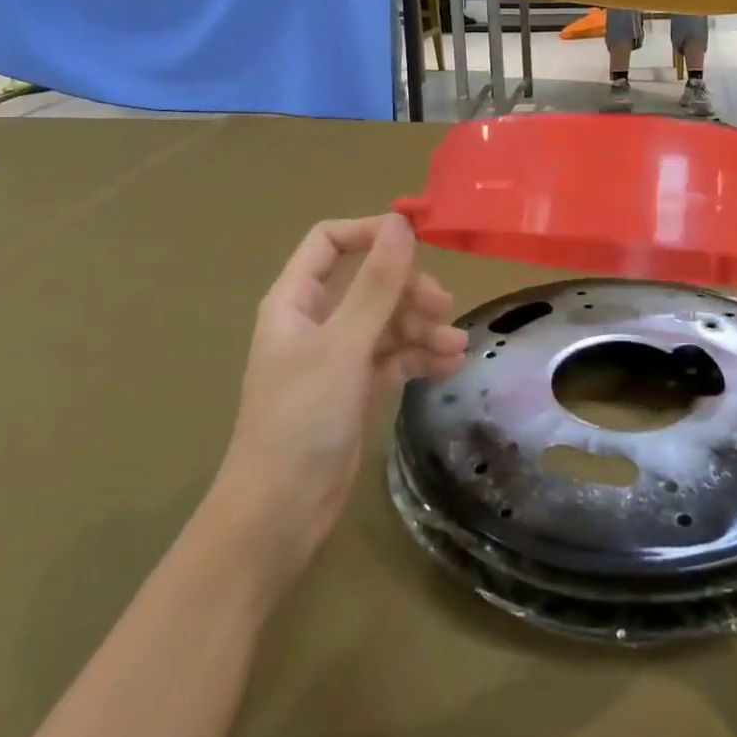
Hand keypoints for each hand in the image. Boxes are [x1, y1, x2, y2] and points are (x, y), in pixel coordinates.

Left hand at [209, 215, 466, 594]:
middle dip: (409, 291)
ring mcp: (337, 357)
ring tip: (456, 348)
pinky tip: (449, 367)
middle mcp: (316, 322)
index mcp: (296, 301)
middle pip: (369, 284)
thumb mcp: (344, 345)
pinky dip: (419, 358)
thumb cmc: (301, 418)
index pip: (330, 243)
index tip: (418, 240)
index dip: (371, 233)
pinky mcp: (355, 389)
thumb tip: (402, 223)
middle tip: (443, 308)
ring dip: (422, 329)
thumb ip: (376, 285)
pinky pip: (394, 358)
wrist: (280, 512)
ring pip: (387, 323)